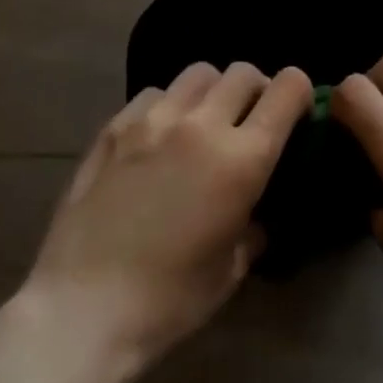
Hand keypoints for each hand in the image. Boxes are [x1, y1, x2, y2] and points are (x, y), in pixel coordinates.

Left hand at [21, 62, 312, 366]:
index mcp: (242, 158)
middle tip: (249, 119)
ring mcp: (154, 119)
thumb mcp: (231, 270)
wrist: (83, 310)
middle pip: (243, 72)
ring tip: (202, 121)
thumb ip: (253, 227)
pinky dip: (167, 105)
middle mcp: (202, 124)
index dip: (299, 92)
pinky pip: (154, 93)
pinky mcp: (115, 126)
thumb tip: (255, 213)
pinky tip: (157, 136)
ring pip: (199, 73)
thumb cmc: (169, 301)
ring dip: (212, 91)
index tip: (297, 110)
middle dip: (256, 89)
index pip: (286, 89)